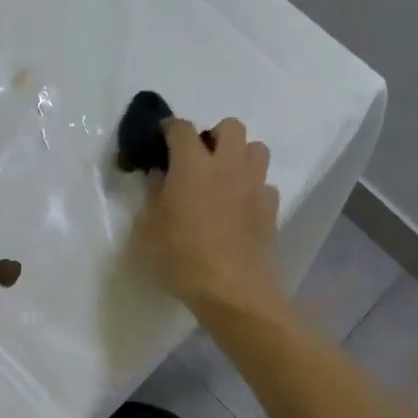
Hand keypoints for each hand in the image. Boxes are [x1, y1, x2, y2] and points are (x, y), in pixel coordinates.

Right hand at [133, 117, 284, 317]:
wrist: (232, 291)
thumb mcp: (147, 230)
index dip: (170, 127)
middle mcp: (227, 166)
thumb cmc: (181, 258)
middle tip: (200, 158)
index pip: (182, 129)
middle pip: (231, 127)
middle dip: (215, 134)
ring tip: (224, 177)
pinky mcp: (271, 208)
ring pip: (257, 149)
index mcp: (192, 166)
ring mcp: (254, 186)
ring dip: (240, 155)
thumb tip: (159, 177)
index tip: (162, 137)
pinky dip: (253, 188)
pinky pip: (265, 184)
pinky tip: (240, 207)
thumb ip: (151, 195)